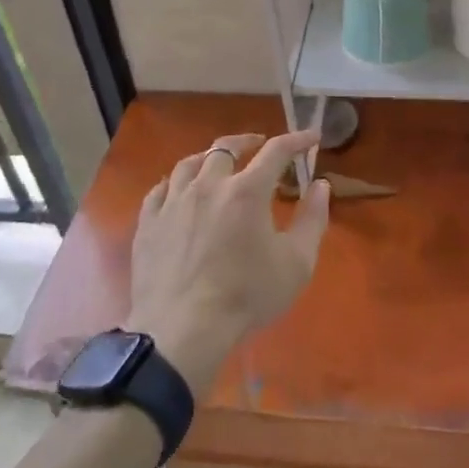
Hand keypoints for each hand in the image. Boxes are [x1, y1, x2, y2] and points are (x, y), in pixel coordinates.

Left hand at [128, 130, 329, 389]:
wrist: (182, 331)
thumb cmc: (246, 297)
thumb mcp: (297, 263)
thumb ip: (313, 219)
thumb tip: (321, 185)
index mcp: (247, 191)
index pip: (277, 151)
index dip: (297, 140)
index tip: (311, 137)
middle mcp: (209, 185)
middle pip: (226, 147)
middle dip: (248, 141)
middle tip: (259, 144)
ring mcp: (173, 202)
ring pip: (190, 164)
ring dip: (209, 157)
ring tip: (217, 162)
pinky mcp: (148, 223)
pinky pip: (160, 189)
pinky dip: (176, 183)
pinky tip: (179, 190)